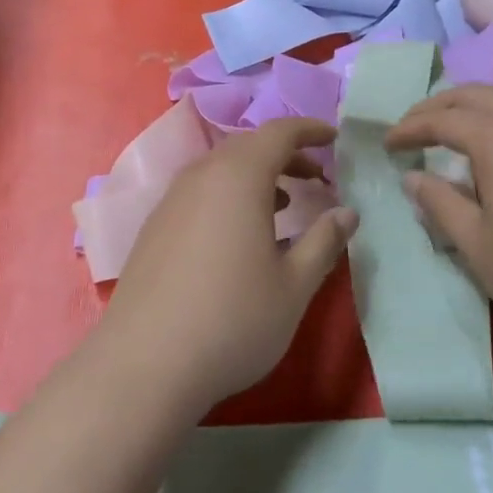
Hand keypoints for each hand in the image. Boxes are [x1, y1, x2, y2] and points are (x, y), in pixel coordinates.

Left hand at [97, 118, 355, 416]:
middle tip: (318, 178)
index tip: (334, 139)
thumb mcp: (293, 286)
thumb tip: (347, 212)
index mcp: (238, 177)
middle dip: (286, 154)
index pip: (278, 132)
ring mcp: (172, 199)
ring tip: (285, 203)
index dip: (309, 129)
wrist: (145, 362)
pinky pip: (200, 190)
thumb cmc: (233, 320)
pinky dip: (229, 193)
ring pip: (221, 168)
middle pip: (248, 146)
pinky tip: (240, 232)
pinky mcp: (155, 225)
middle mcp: (201, 175)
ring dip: (257, 175)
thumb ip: (324, 241)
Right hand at [387, 77, 492, 375]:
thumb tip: (413, 177)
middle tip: (417, 127)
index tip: (389, 144)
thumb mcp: (474, 243)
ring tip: (472, 119)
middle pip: (478, 93)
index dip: (410, 128)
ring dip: (488, 95)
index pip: (442, 119)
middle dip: (441, 106)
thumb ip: (439, 202)